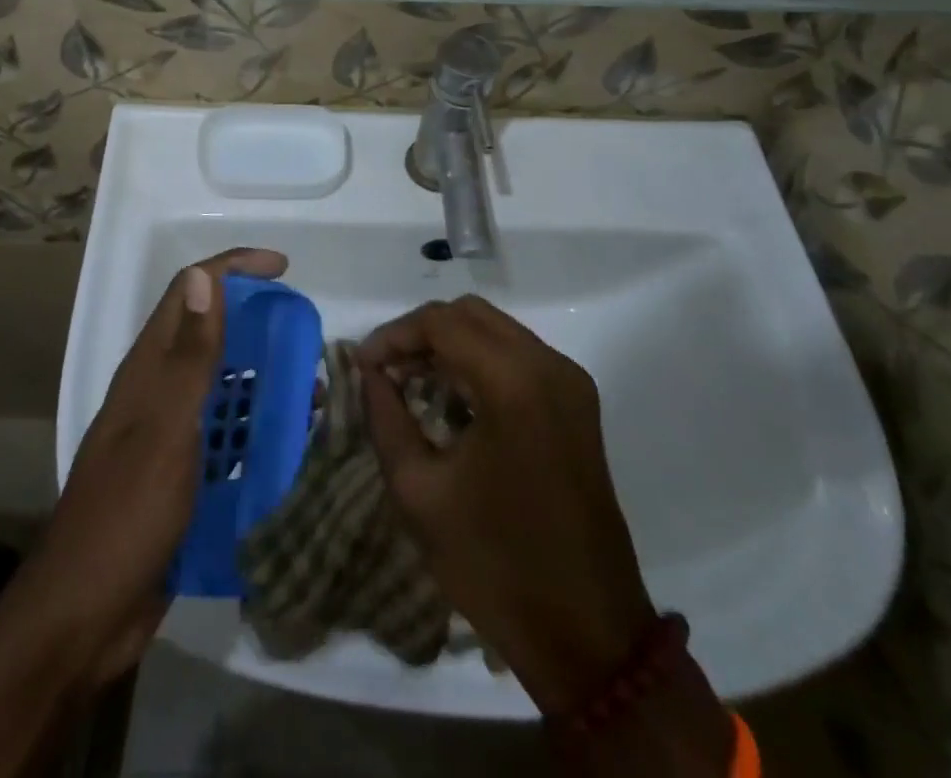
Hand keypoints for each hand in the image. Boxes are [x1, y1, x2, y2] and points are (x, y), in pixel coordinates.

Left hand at [19, 247, 288, 687]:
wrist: (84, 615)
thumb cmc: (127, 512)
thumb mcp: (166, 428)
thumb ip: (190, 355)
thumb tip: (204, 277)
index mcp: (148, 367)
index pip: (191, 291)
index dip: (235, 268)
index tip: (284, 269)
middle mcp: (157, 389)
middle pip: (210, 333)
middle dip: (257, 323)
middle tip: (304, 337)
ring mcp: (167, 434)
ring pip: (222, 384)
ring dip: (263, 378)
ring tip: (309, 392)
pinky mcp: (180, 475)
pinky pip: (226, 435)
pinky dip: (256, 428)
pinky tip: (288, 446)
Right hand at [357, 295, 655, 712]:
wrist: (588, 635)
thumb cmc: (495, 565)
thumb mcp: (419, 492)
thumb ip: (385, 418)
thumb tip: (368, 373)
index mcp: (513, 383)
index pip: (440, 323)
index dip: (393, 335)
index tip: (362, 365)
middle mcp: (548, 366)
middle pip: (469, 314)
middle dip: (420, 333)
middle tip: (384, 370)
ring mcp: (570, 382)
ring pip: (495, 330)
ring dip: (449, 345)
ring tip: (410, 382)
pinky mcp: (577, 403)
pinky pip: (518, 355)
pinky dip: (478, 361)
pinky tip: (451, 398)